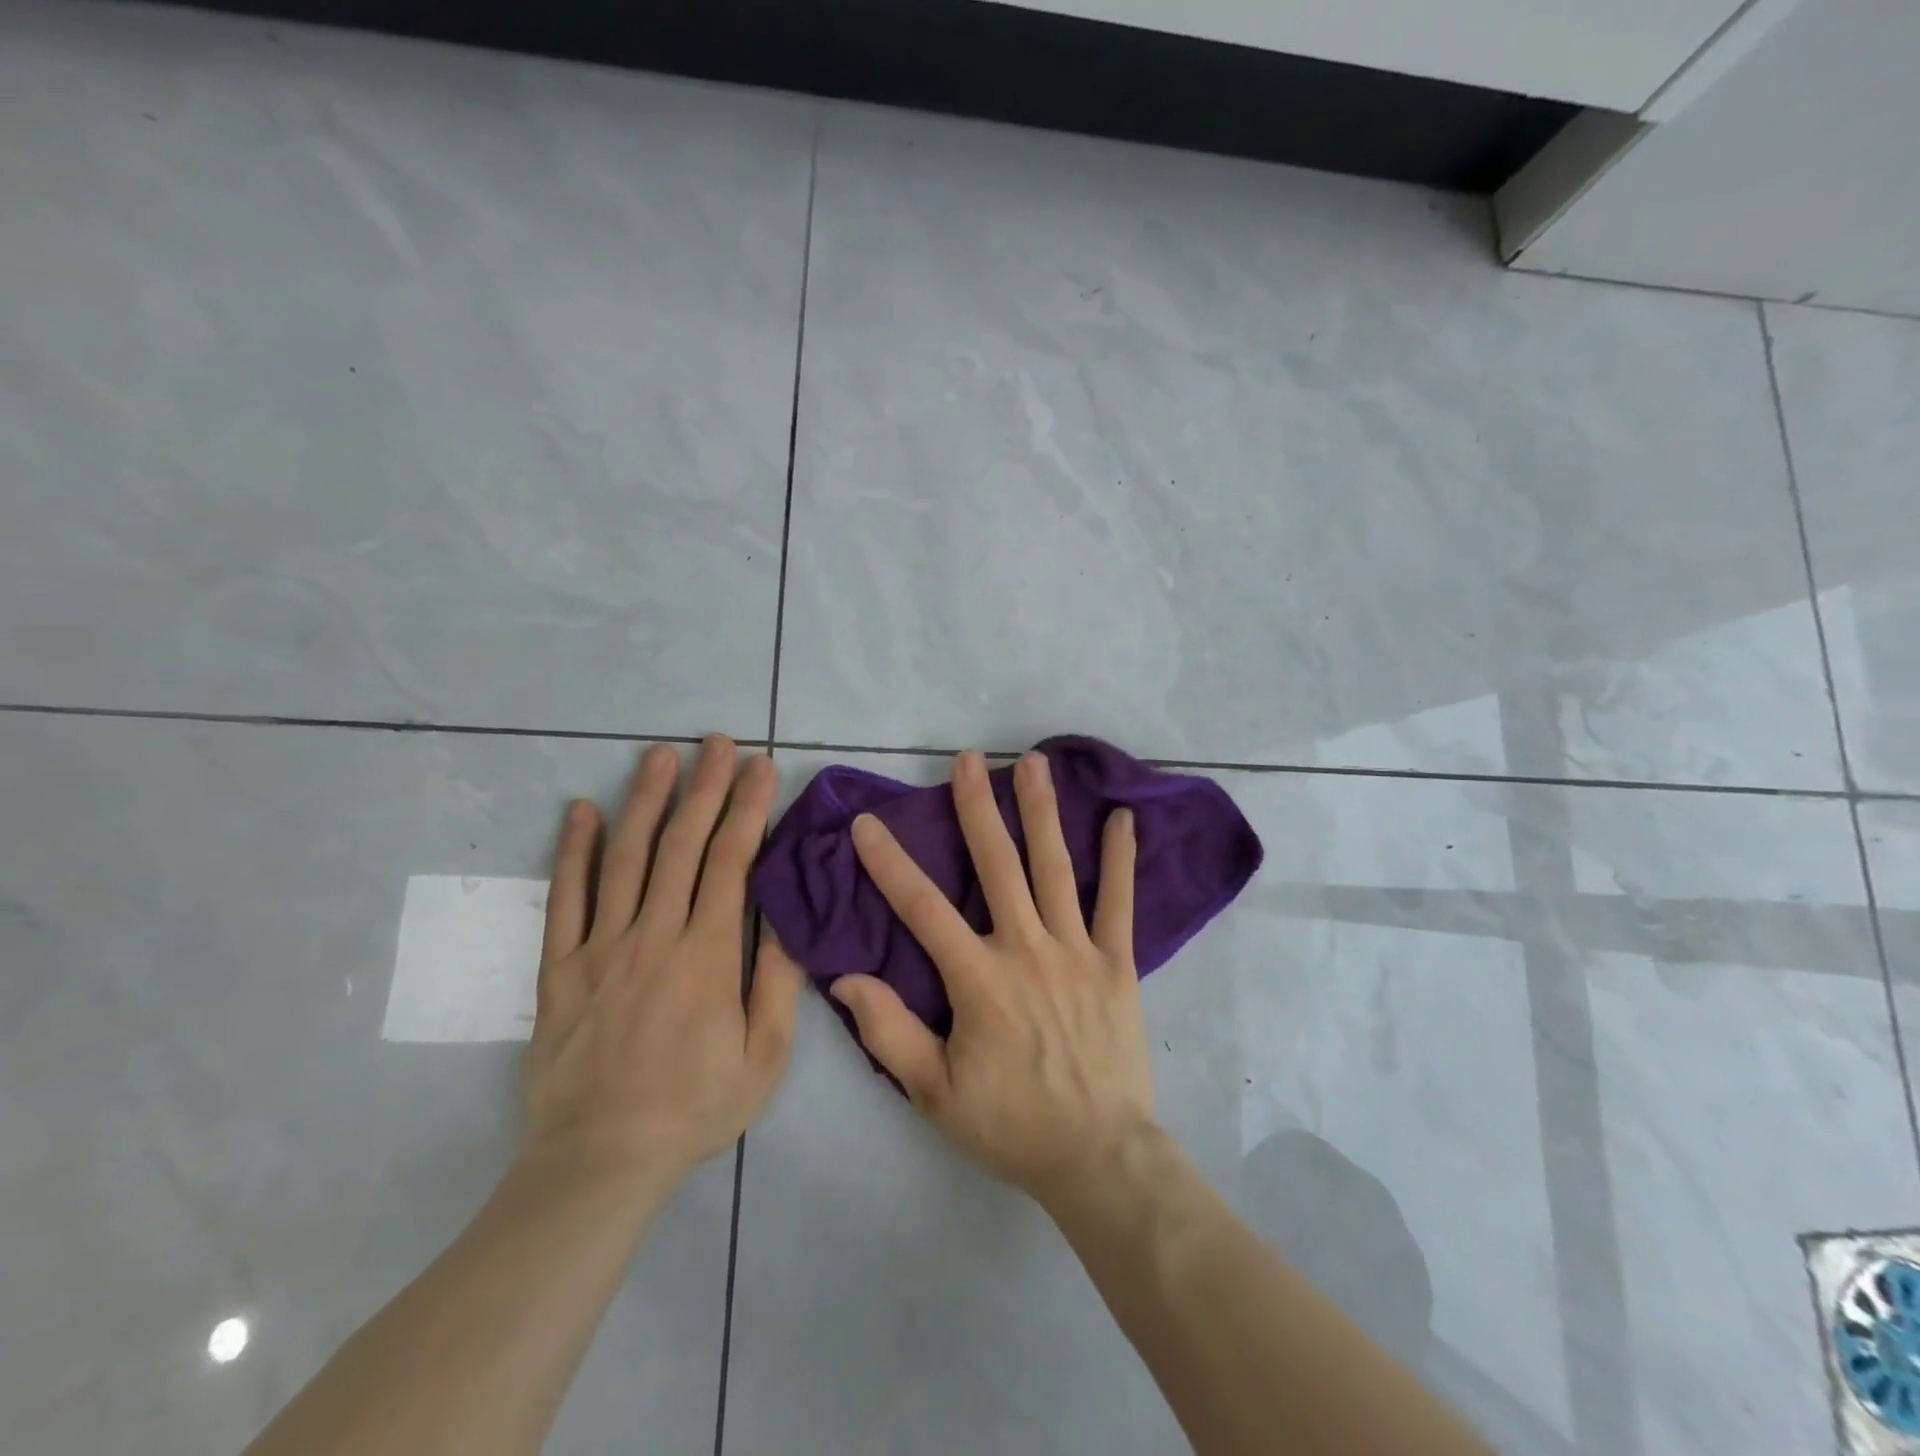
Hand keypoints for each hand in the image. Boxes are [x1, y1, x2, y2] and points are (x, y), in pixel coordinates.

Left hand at [521, 736, 804, 1190]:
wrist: (600, 1162)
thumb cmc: (695, 1107)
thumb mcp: (764, 1054)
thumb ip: (777, 979)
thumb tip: (788, 914)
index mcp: (707, 954)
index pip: (732, 861)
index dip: (748, 807)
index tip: (761, 766)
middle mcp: (654, 935)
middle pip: (682, 845)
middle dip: (704, 787)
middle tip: (717, 742)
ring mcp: (601, 948)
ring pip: (624, 858)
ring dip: (645, 801)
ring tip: (659, 755)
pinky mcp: (560, 968)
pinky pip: (564, 900)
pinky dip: (571, 851)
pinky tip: (579, 811)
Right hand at [829, 750, 1156, 1203]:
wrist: (1099, 1156)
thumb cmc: (1011, 1124)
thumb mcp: (935, 1093)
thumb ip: (889, 1033)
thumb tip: (845, 978)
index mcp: (979, 979)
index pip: (923, 908)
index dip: (890, 863)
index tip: (868, 823)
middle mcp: (1027, 949)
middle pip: (997, 865)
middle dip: (977, 807)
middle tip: (967, 759)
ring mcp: (1078, 951)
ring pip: (1055, 868)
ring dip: (1042, 812)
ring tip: (1033, 763)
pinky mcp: (1117, 963)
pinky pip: (1119, 902)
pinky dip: (1120, 859)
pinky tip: (1123, 817)